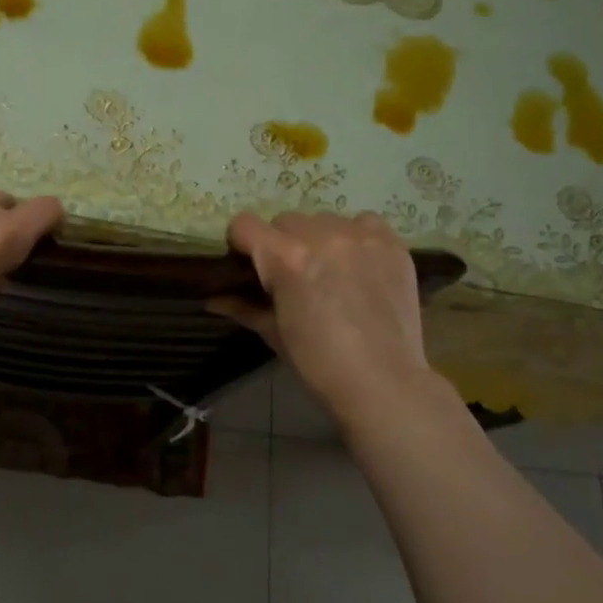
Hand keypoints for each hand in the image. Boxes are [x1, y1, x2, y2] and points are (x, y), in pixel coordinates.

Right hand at [212, 211, 430, 422]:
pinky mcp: (391, 243)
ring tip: (330, 272)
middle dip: (282, 244)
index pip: (245, 224)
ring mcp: (360, 236)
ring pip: (324, 220)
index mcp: (285, 258)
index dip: (242, 243)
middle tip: (293, 276)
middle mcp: (321, 236)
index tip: (248, 263)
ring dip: (319, 239)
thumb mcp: (274, 333)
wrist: (383, 382)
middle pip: (285, 221)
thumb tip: (212, 298)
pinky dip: (356, 238)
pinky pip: (363, 222)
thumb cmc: (318, 363)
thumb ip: (243, 306)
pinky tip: (359, 265)